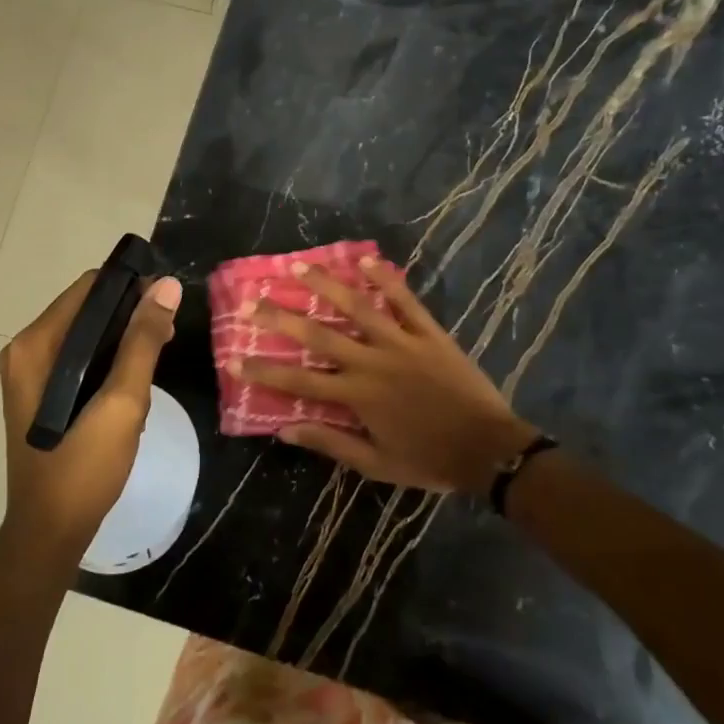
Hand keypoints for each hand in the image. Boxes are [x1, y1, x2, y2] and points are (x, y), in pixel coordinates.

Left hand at [0, 268, 182, 566]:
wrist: (50, 532)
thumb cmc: (84, 466)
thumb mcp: (122, 402)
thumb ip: (143, 341)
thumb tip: (168, 286)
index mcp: (36, 346)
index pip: (89, 289)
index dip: (132, 288)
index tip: (168, 304)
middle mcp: (27, 351)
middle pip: (87, 310)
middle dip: (131, 317)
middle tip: (169, 337)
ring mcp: (30, 374)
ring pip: (87, 336)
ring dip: (124, 342)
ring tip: (157, 364)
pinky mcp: (41, 393)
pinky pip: (80, 360)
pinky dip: (109, 363)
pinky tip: (134, 386)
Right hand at [235, 256, 536, 492]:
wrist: (489, 449)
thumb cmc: (429, 459)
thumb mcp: (376, 463)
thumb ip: (331, 442)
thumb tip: (285, 430)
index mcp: (357, 396)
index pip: (299, 381)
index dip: (264, 370)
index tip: (234, 358)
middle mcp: (372, 362)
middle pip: (319, 335)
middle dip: (282, 317)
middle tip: (254, 301)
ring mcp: (402, 342)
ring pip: (358, 307)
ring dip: (327, 285)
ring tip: (300, 266)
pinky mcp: (429, 333)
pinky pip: (405, 301)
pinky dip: (386, 280)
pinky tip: (367, 260)